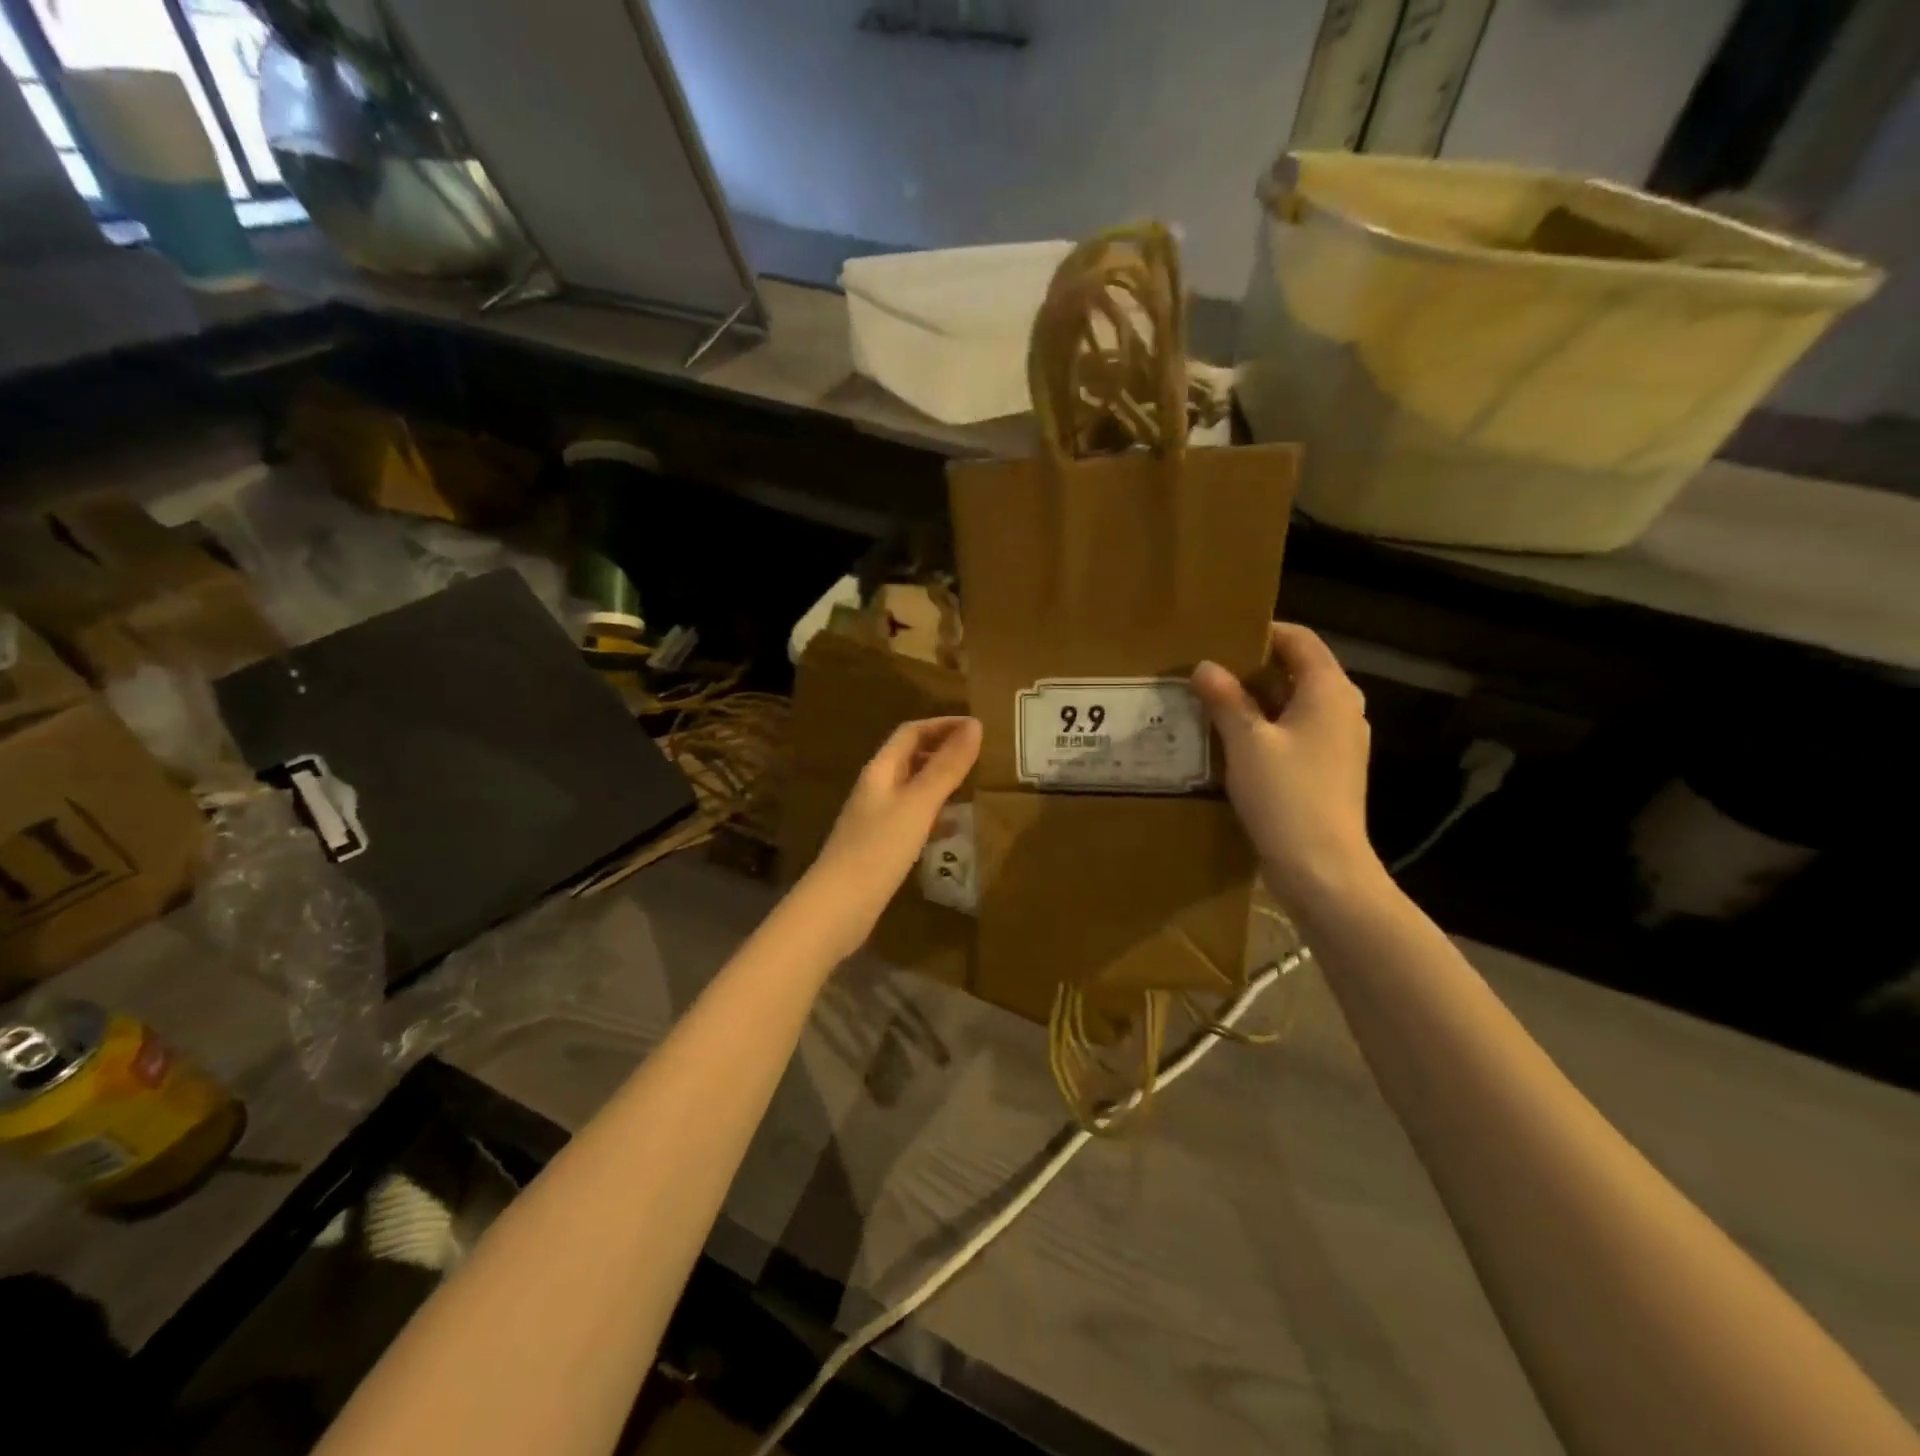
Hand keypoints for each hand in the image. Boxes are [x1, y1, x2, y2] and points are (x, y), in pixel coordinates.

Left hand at [803, 716, 981, 951]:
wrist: (838, 907)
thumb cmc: (878, 850)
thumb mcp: (918, 805)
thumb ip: (946, 767)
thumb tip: (975, 725)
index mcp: (880, 770)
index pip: (911, 732)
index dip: (942, 724)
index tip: (977, 727)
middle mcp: (876, 788)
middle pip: (910, 757)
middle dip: (942, 750)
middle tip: (980, 754)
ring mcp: (876, 818)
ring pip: (913, 788)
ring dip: (941, 781)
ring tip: (974, 785)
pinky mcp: (880, 846)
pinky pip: (912, 818)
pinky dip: (935, 814)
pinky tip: (954, 827)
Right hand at [1192, 624, 1383, 910]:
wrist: (1322, 868)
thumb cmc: (1287, 796)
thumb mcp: (1247, 742)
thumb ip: (1225, 700)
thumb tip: (1204, 666)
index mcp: (1329, 691)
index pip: (1299, 640)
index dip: (1261, 633)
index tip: (1220, 638)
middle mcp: (1343, 709)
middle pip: (1297, 671)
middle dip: (1252, 669)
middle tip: (1207, 672)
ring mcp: (1339, 742)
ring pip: (1294, 705)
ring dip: (1256, 702)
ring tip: (1212, 705)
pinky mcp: (1330, 770)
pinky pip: (1296, 734)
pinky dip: (1267, 730)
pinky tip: (1232, 744)